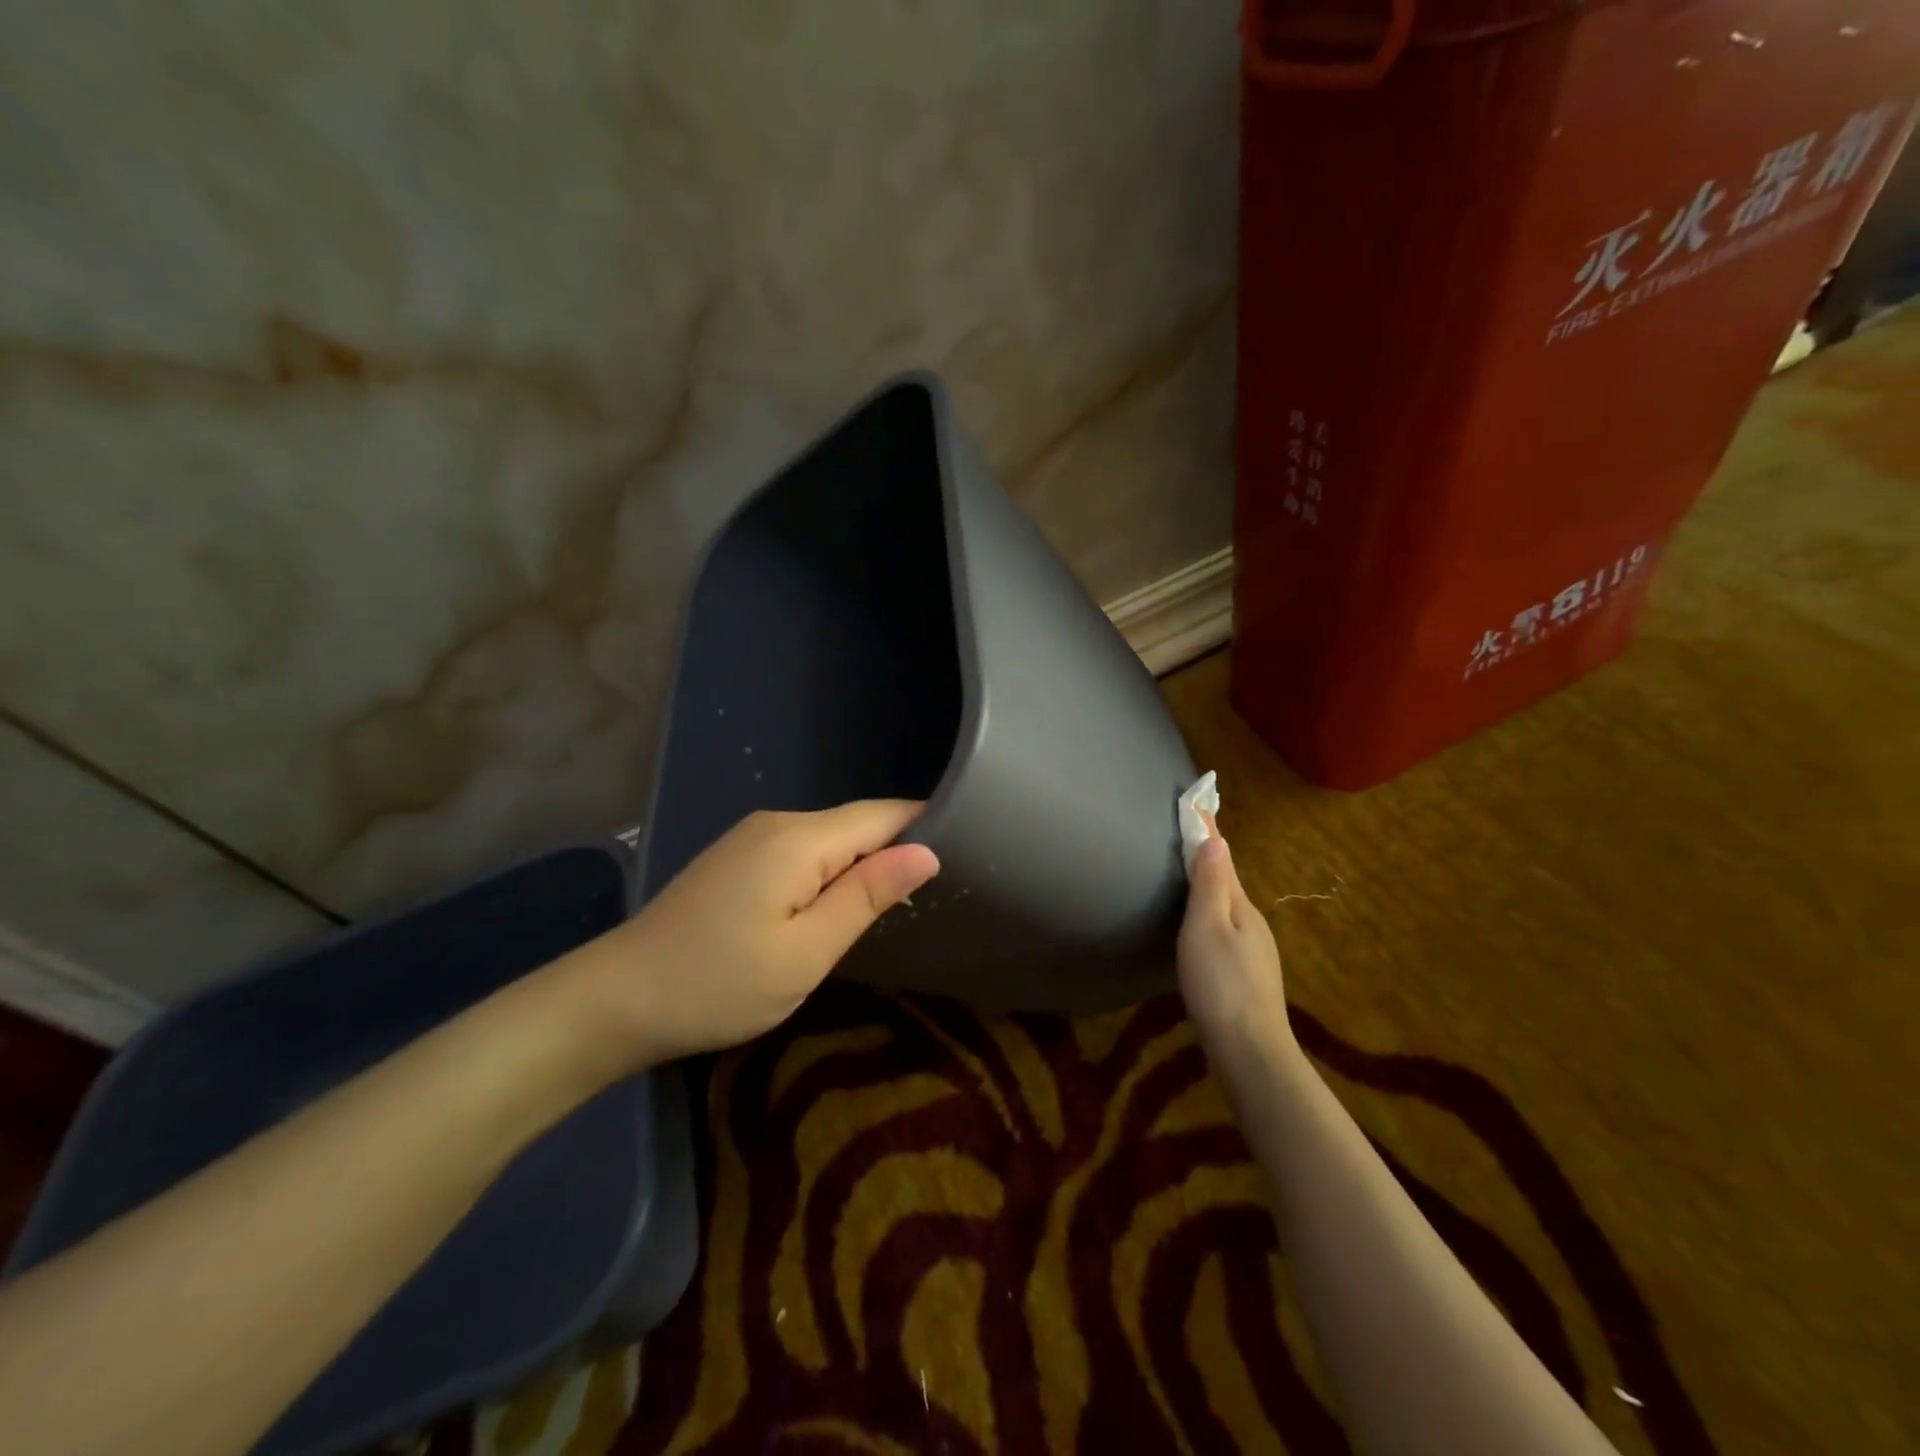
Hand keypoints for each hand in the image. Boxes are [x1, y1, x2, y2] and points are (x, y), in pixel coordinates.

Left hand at [560, 801, 939, 1071]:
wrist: (616, 999)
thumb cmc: (718, 984)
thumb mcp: (806, 952)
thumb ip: (867, 896)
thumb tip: (927, 851)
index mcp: (799, 839)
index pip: (883, 814)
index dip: (926, 826)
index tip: (967, 854)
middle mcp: (778, 823)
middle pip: (858, 823)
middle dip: (897, 850)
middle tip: (936, 896)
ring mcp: (752, 837)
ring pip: (831, 838)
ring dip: (864, 864)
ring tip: (895, 904)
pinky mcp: (738, 857)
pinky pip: (803, 851)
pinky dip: (831, 871)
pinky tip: (837, 905)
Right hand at [1177, 814, 1294, 1063]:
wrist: (1249, 1050)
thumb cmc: (1221, 984)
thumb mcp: (1206, 928)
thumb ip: (1210, 885)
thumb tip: (1216, 839)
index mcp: (1241, 907)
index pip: (1222, 859)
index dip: (1208, 832)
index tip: (1196, 802)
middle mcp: (1252, 923)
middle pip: (1227, 882)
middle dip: (1209, 858)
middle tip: (1187, 835)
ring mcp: (1252, 952)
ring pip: (1227, 909)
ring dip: (1210, 888)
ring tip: (1189, 877)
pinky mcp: (1245, 976)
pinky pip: (1225, 931)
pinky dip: (1211, 916)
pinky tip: (1199, 930)